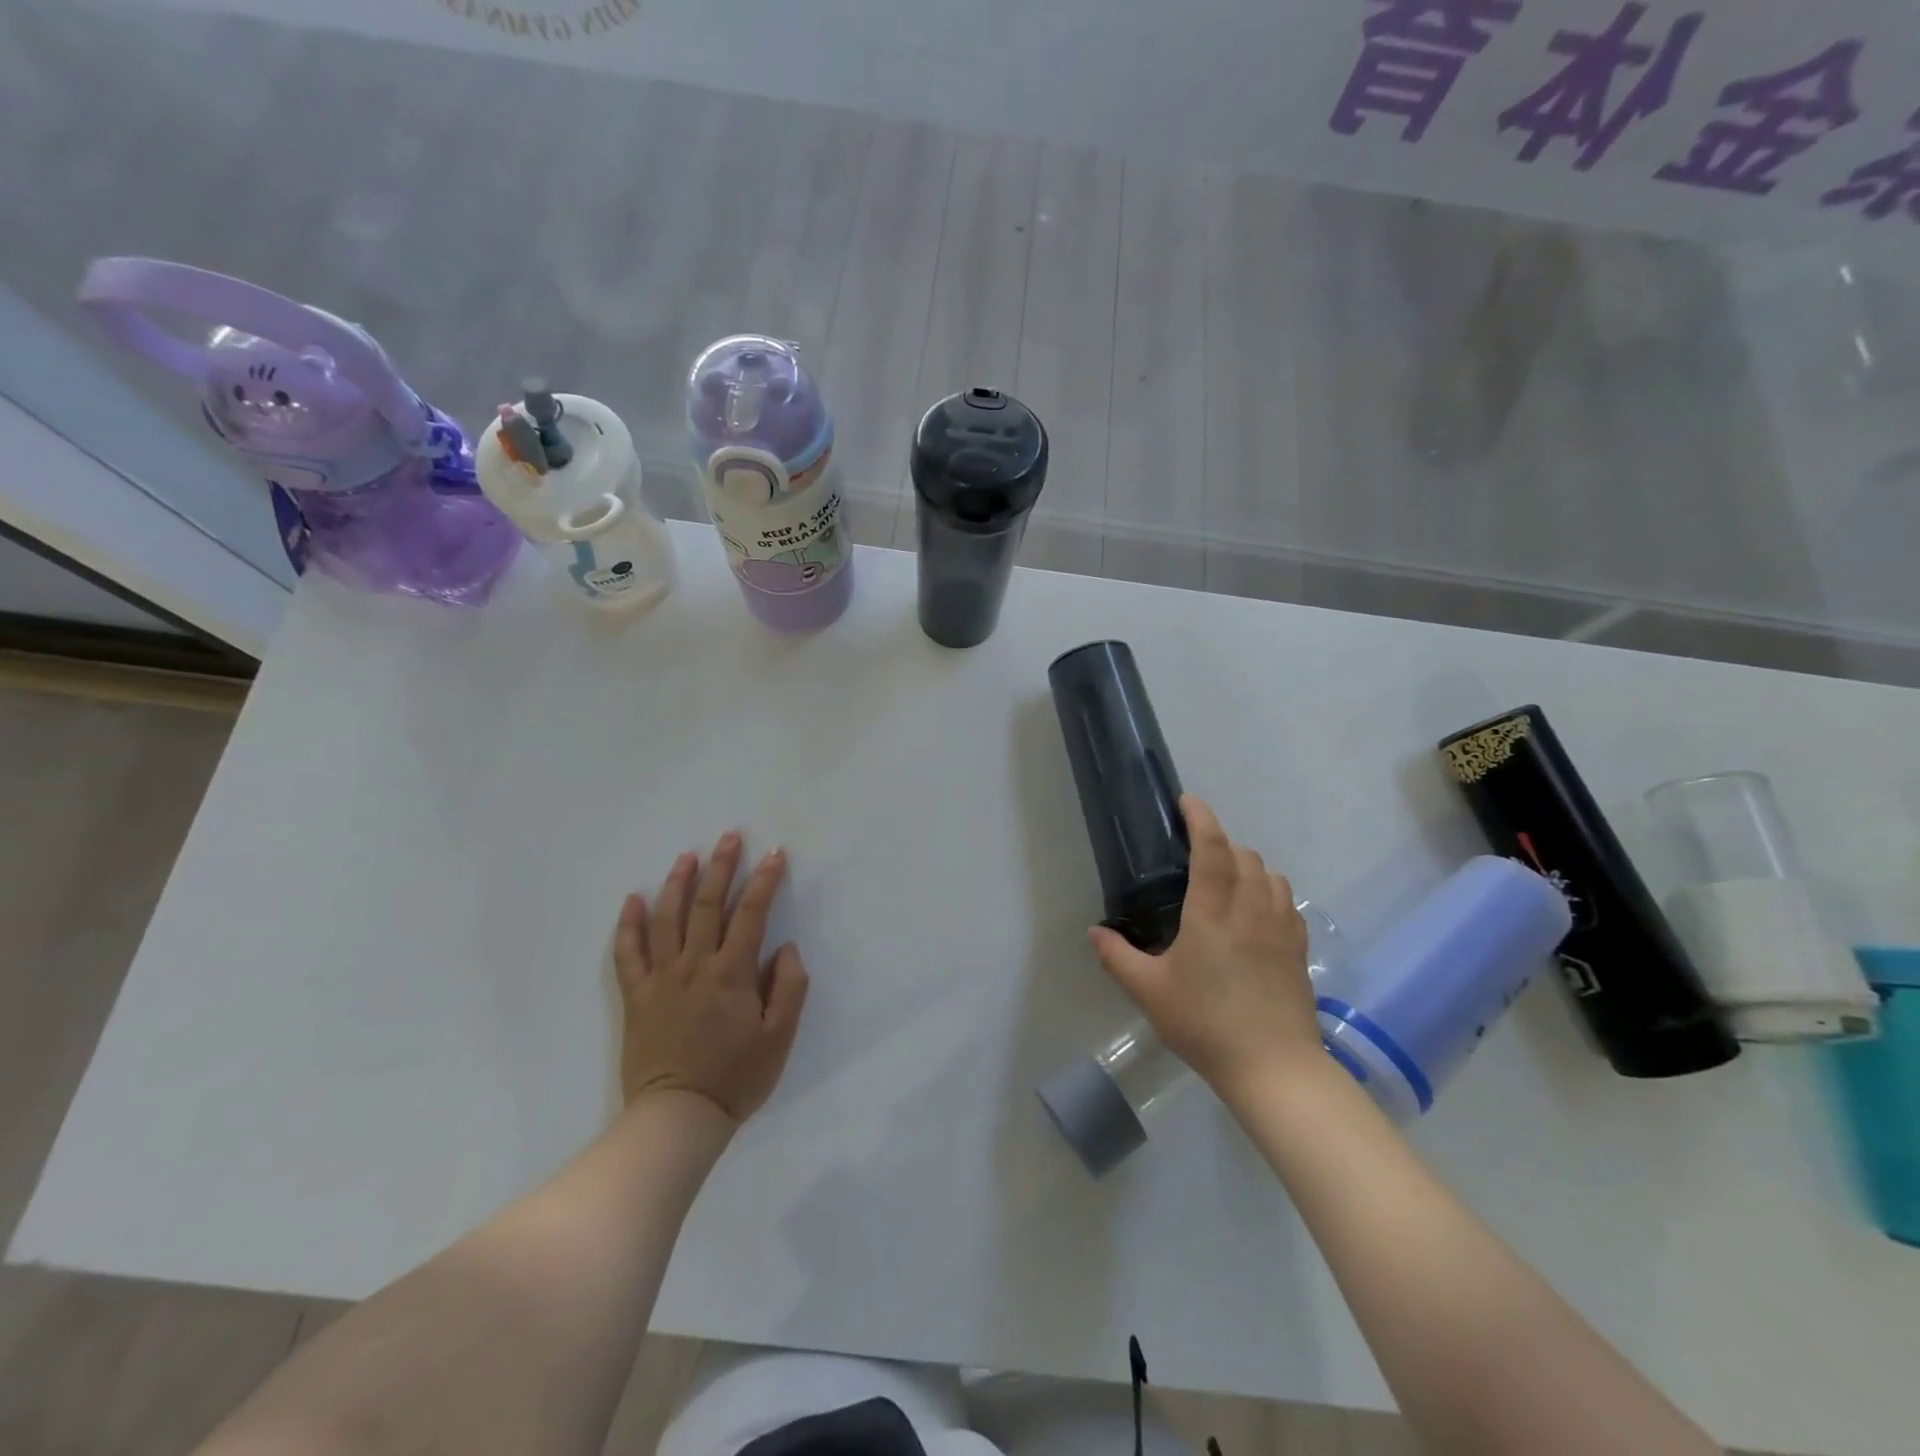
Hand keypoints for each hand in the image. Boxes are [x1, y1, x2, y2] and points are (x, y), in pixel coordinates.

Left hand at [614, 831, 809, 1122]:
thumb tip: (786, 948)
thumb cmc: (735, 1078)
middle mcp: (695, 966)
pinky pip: (627, 954)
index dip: (764, 881)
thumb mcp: (779, 1037)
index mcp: (732, 974)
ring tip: (687, 856)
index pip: (751, 914)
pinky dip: (629, 925)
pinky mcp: (637, 997)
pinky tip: (633, 900)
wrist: (677, 1118)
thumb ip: (789, 987)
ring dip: (677, 883)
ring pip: (667, 919)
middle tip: (729, 836)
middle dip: (721, 867)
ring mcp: (661, 979)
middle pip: (706, 905)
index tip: (775, 853)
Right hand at [1089, 796, 1318, 1098]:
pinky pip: (1287, 901)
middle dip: (1221, 842)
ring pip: (1270, 874)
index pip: (1211, 849)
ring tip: (1227, 880)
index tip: (1187, 802)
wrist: (1274, 1068)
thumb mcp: (1149, 992)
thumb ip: (1117, 956)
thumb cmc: (1205, 1024)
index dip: (1200, 818)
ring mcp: (1281, 928)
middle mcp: (1250, 910)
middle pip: (1243, 855)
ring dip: (1248, 865)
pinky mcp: (1298, 949)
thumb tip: (1095, 931)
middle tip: (1197, 854)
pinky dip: (1270, 891)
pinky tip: (1257, 911)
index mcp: (1212, 913)